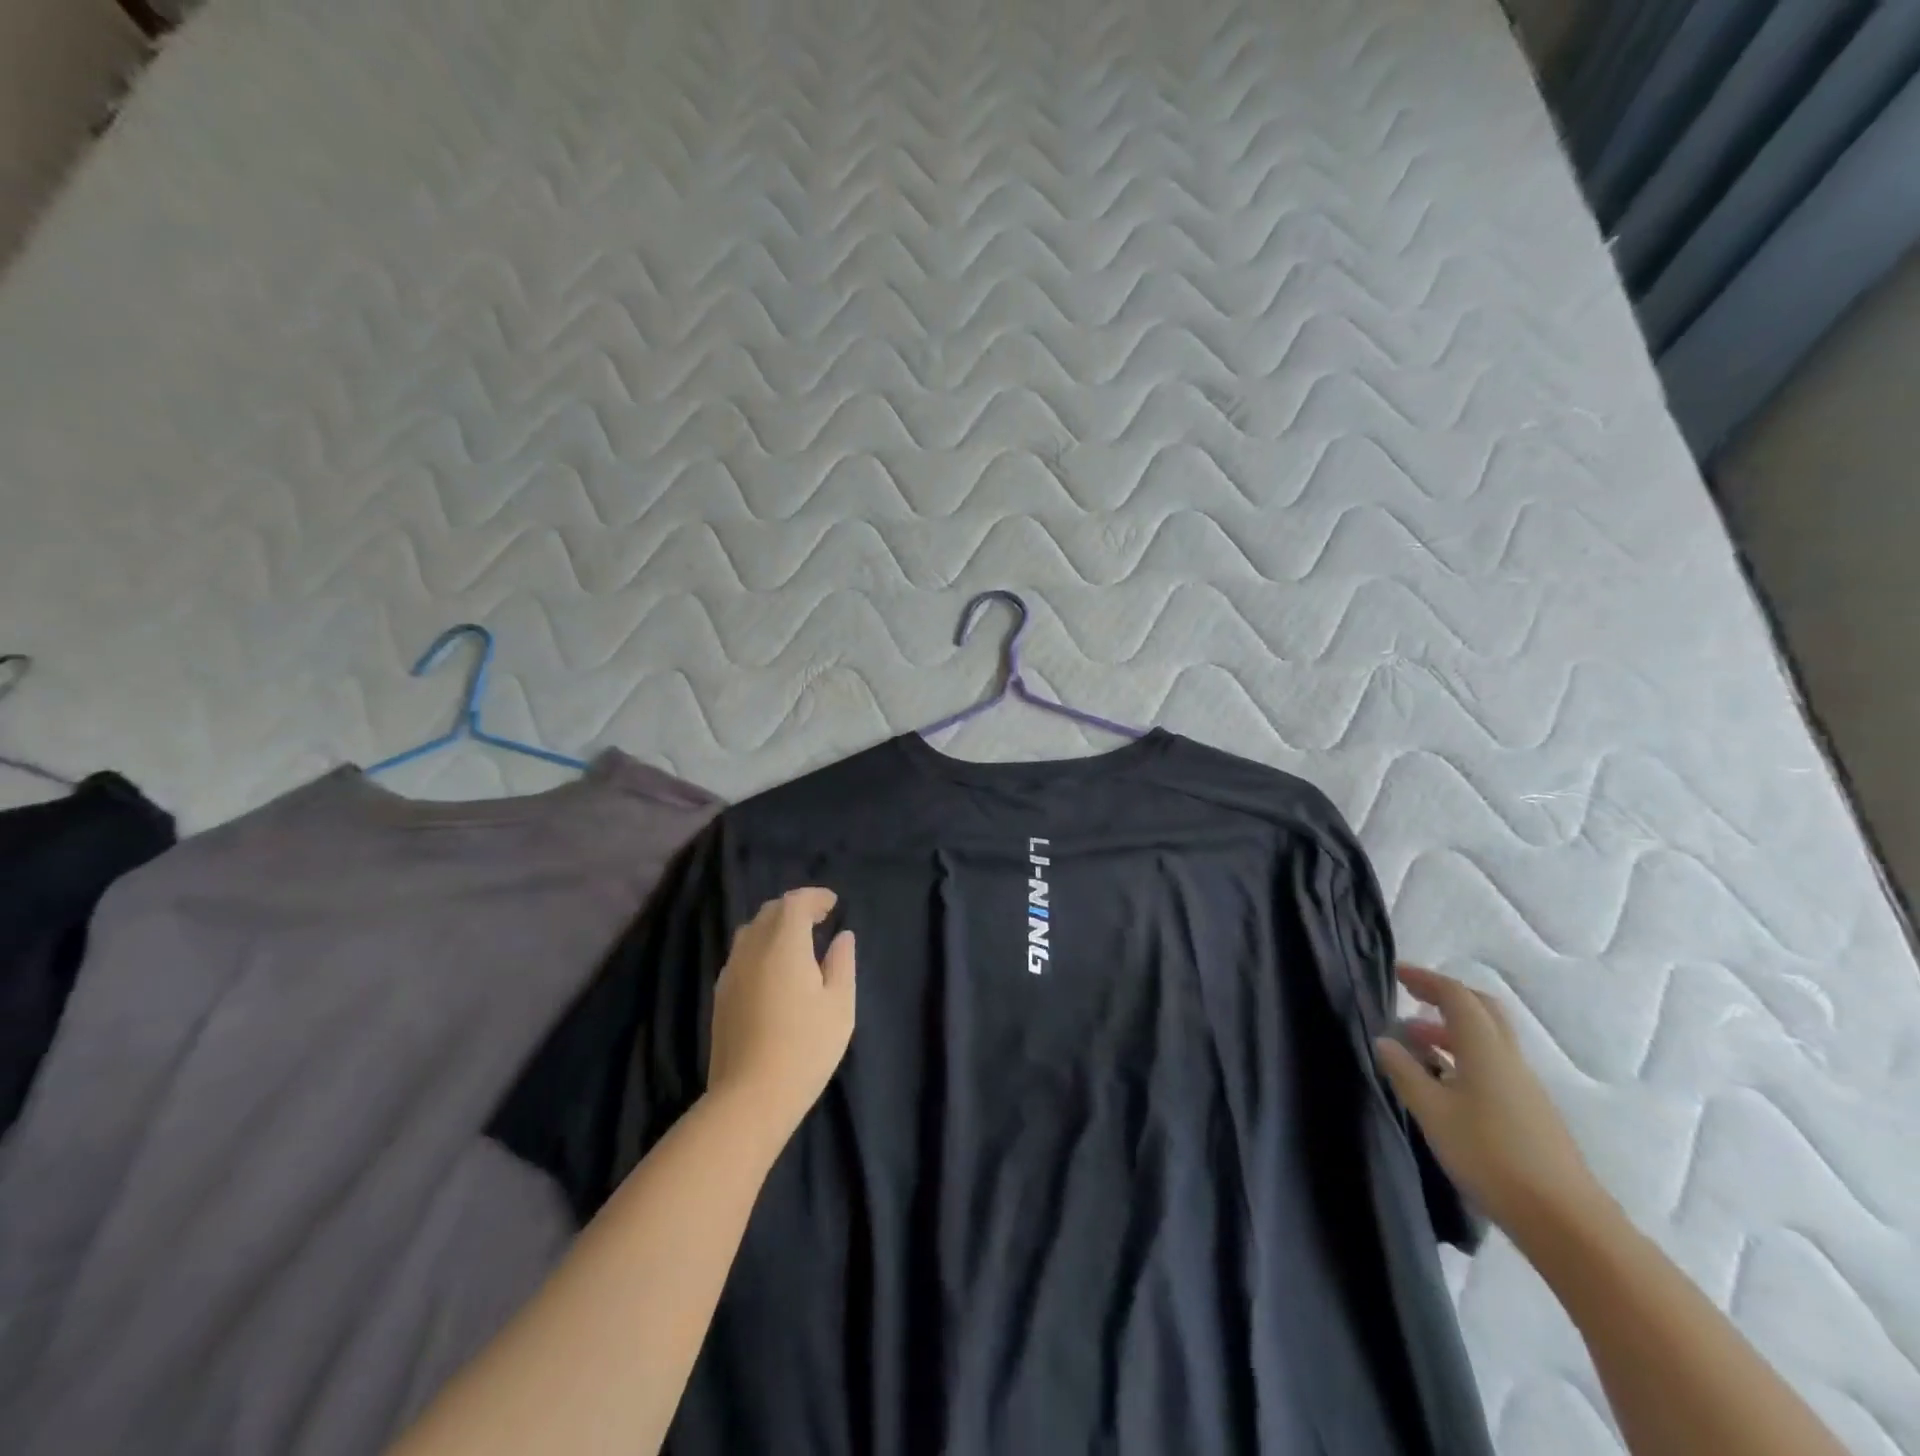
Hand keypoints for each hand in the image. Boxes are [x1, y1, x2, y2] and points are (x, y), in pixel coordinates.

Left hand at [707, 888, 855, 1140]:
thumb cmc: (806, 1047)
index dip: (814, 898)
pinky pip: (741, 955)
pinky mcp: (721, 995)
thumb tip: (842, 937)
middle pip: (770, 912)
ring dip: (774, 927)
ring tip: (796, 944)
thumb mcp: (839, 1005)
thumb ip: (841, 963)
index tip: (833, 905)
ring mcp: (731, 972)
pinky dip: (760, 948)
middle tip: (818, 921)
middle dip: (794, 909)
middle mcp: (752, 948)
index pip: (795, 902)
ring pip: (751, 932)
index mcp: (784, 944)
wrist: (750, 1097)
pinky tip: (773, 971)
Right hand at [1376, 964, 1608, 1249]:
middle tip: (1410, 997)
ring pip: (1486, 1039)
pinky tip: (1442, 1081)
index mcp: (1485, 1048)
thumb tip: (1385, 1040)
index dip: (1426, 979)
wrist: (1564, 1221)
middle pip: (1480, 1010)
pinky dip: (1463, 1056)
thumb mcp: (1432, 1111)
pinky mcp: (1529, 1111)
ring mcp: (1523, 1086)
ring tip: (1414, 1043)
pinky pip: (1491, 1064)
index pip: (1456, 996)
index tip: (1396, 973)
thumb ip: (1405, 1071)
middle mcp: (1508, 1058)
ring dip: (1451, 1030)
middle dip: (1445, 997)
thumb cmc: (1489, 1155)